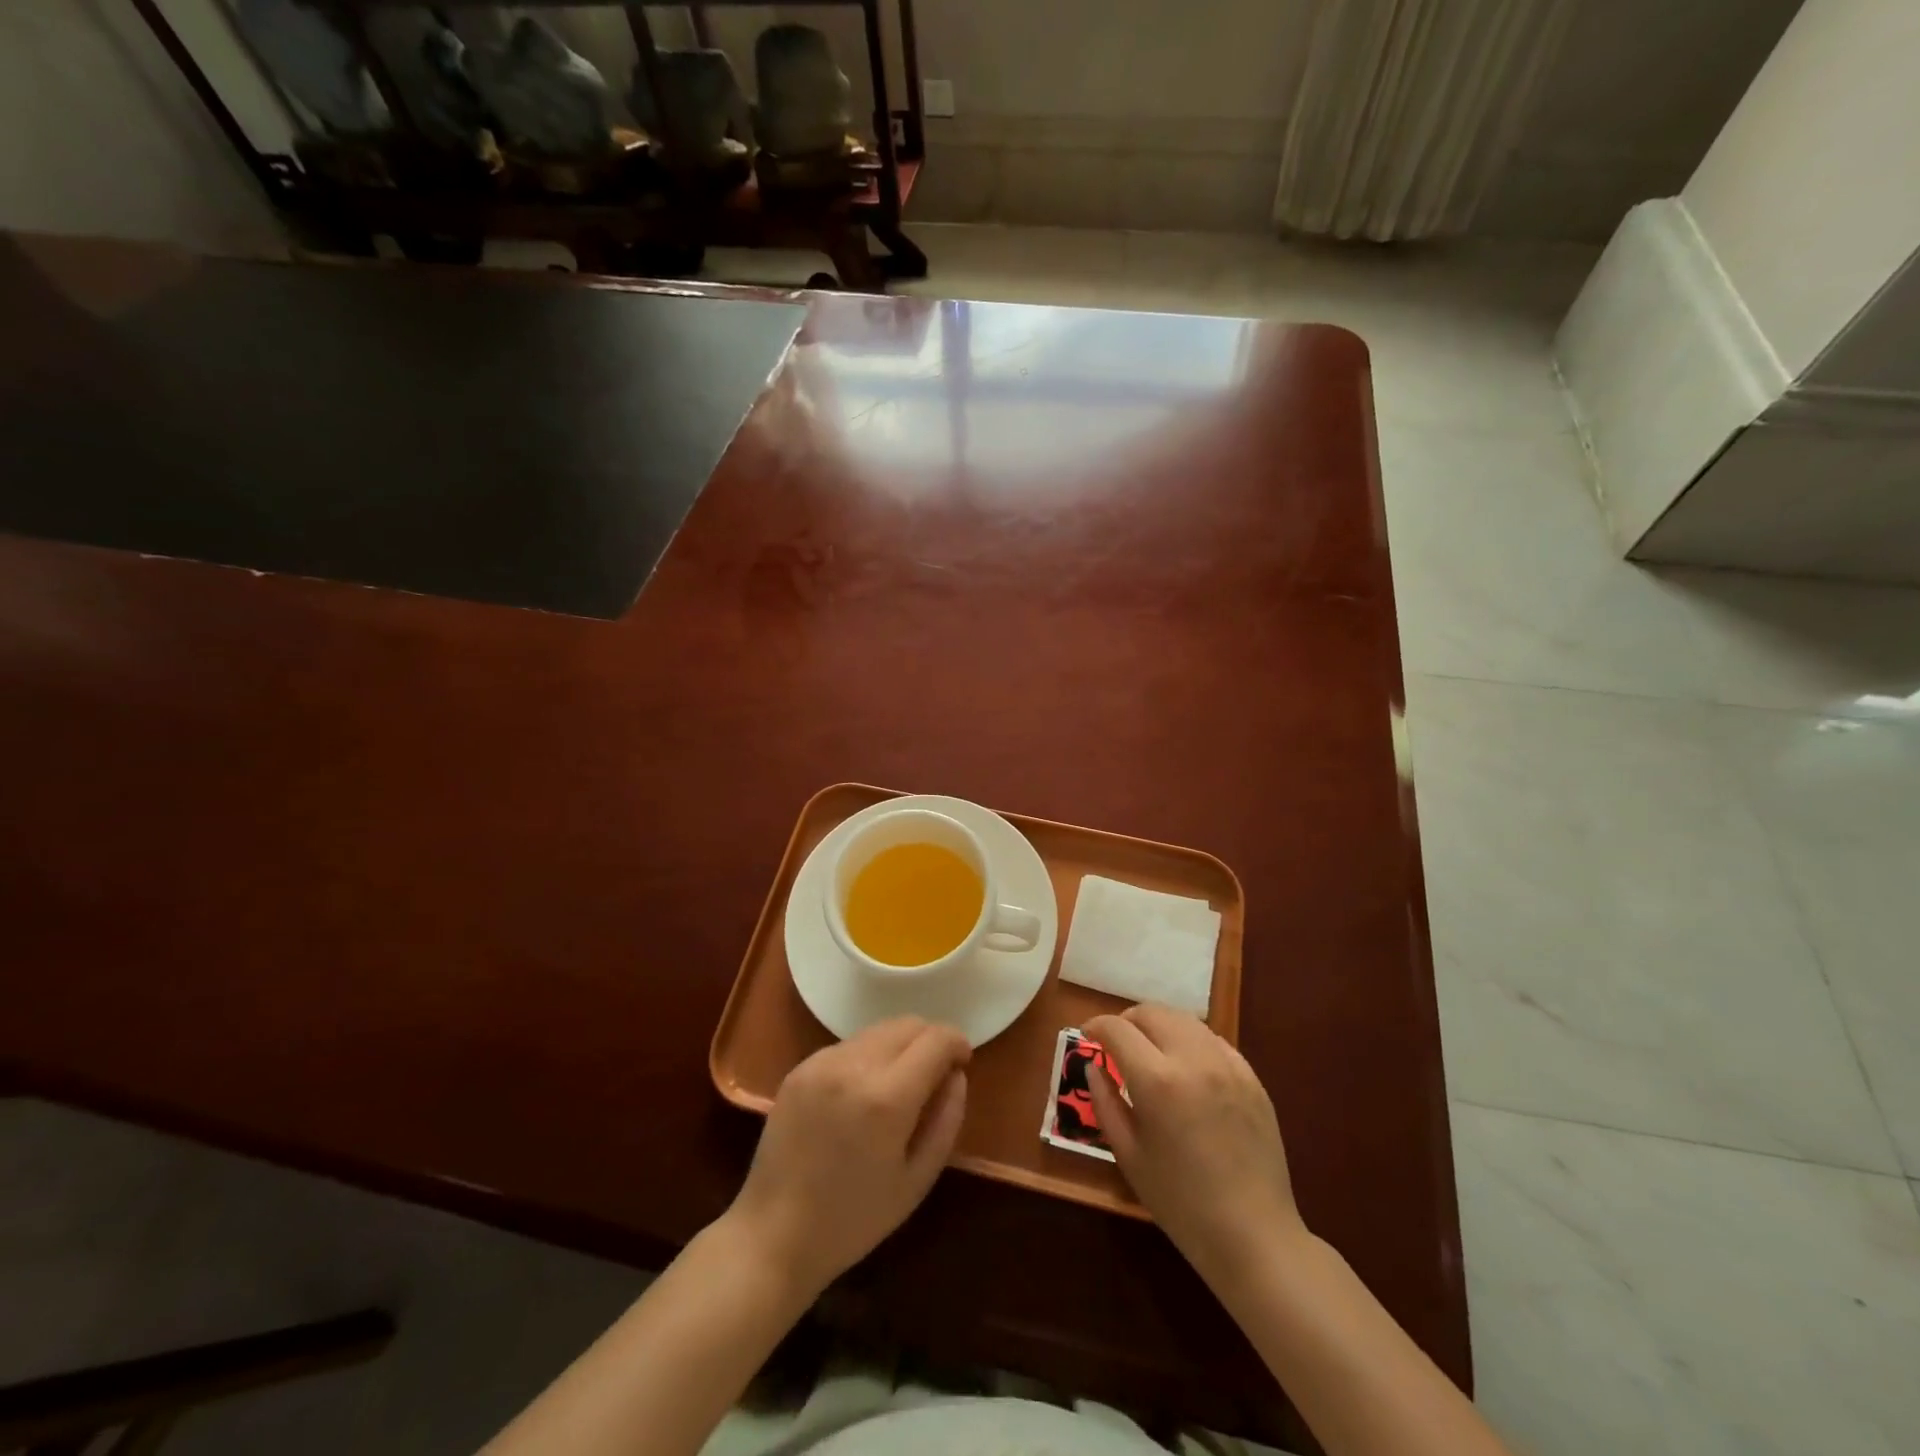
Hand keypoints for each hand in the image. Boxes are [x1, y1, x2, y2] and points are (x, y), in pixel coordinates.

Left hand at [728, 1017, 969, 1297]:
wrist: (773, 1235)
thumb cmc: (853, 1220)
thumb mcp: (916, 1181)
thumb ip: (946, 1119)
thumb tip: (956, 1075)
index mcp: (887, 1098)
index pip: (935, 1039)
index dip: (957, 1043)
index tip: (962, 1062)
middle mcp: (853, 1066)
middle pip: (907, 1024)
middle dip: (930, 1039)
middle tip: (936, 1073)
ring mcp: (821, 1062)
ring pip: (877, 1030)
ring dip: (899, 1045)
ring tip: (899, 1083)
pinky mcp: (800, 1067)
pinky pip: (848, 1045)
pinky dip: (868, 1055)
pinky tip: (862, 1093)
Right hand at [1083, 1004, 1305, 1283]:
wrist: (1253, 1235)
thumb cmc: (1180, 1202)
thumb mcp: (1128, 1155)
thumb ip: (1105, 1102)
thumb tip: (1094, 1066)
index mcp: (1156, 1081)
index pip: (1117, 1029)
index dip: (1095, 1026)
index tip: (1087, 1036)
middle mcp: (1193, 1059)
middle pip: (1151, 1012)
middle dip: (1127, 1021)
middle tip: (1117, 1043)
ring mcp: (1227, 1064)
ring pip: (1184, 1019)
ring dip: (1159, 1026)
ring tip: (1150, 1051)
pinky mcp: (1251, 1076)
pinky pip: (1213, 1040)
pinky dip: (1190, 1041)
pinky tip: (1186, 1067)